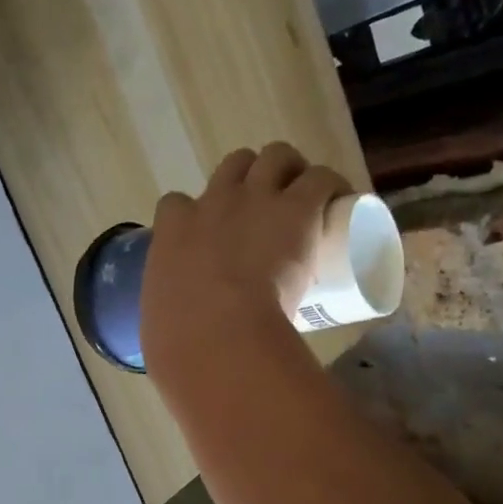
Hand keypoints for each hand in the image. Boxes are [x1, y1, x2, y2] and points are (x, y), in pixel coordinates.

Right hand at [141, 142, 349, 380]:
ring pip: (276, 156)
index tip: (211, 236)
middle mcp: (214, 202)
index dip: (197, 214)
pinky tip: (340, 203)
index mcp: (174, 230)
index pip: (178, 204)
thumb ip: (170, 323)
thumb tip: (179, 347)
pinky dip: (331, 186)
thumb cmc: (179, 339)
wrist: (214, 333)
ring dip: (292, 171)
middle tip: (269, 210)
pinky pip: (320, 179)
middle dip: (251, 177)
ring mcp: (256, 200)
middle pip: (234, 164)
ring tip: (307, 199)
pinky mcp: (297, 208)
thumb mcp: (162, 320)